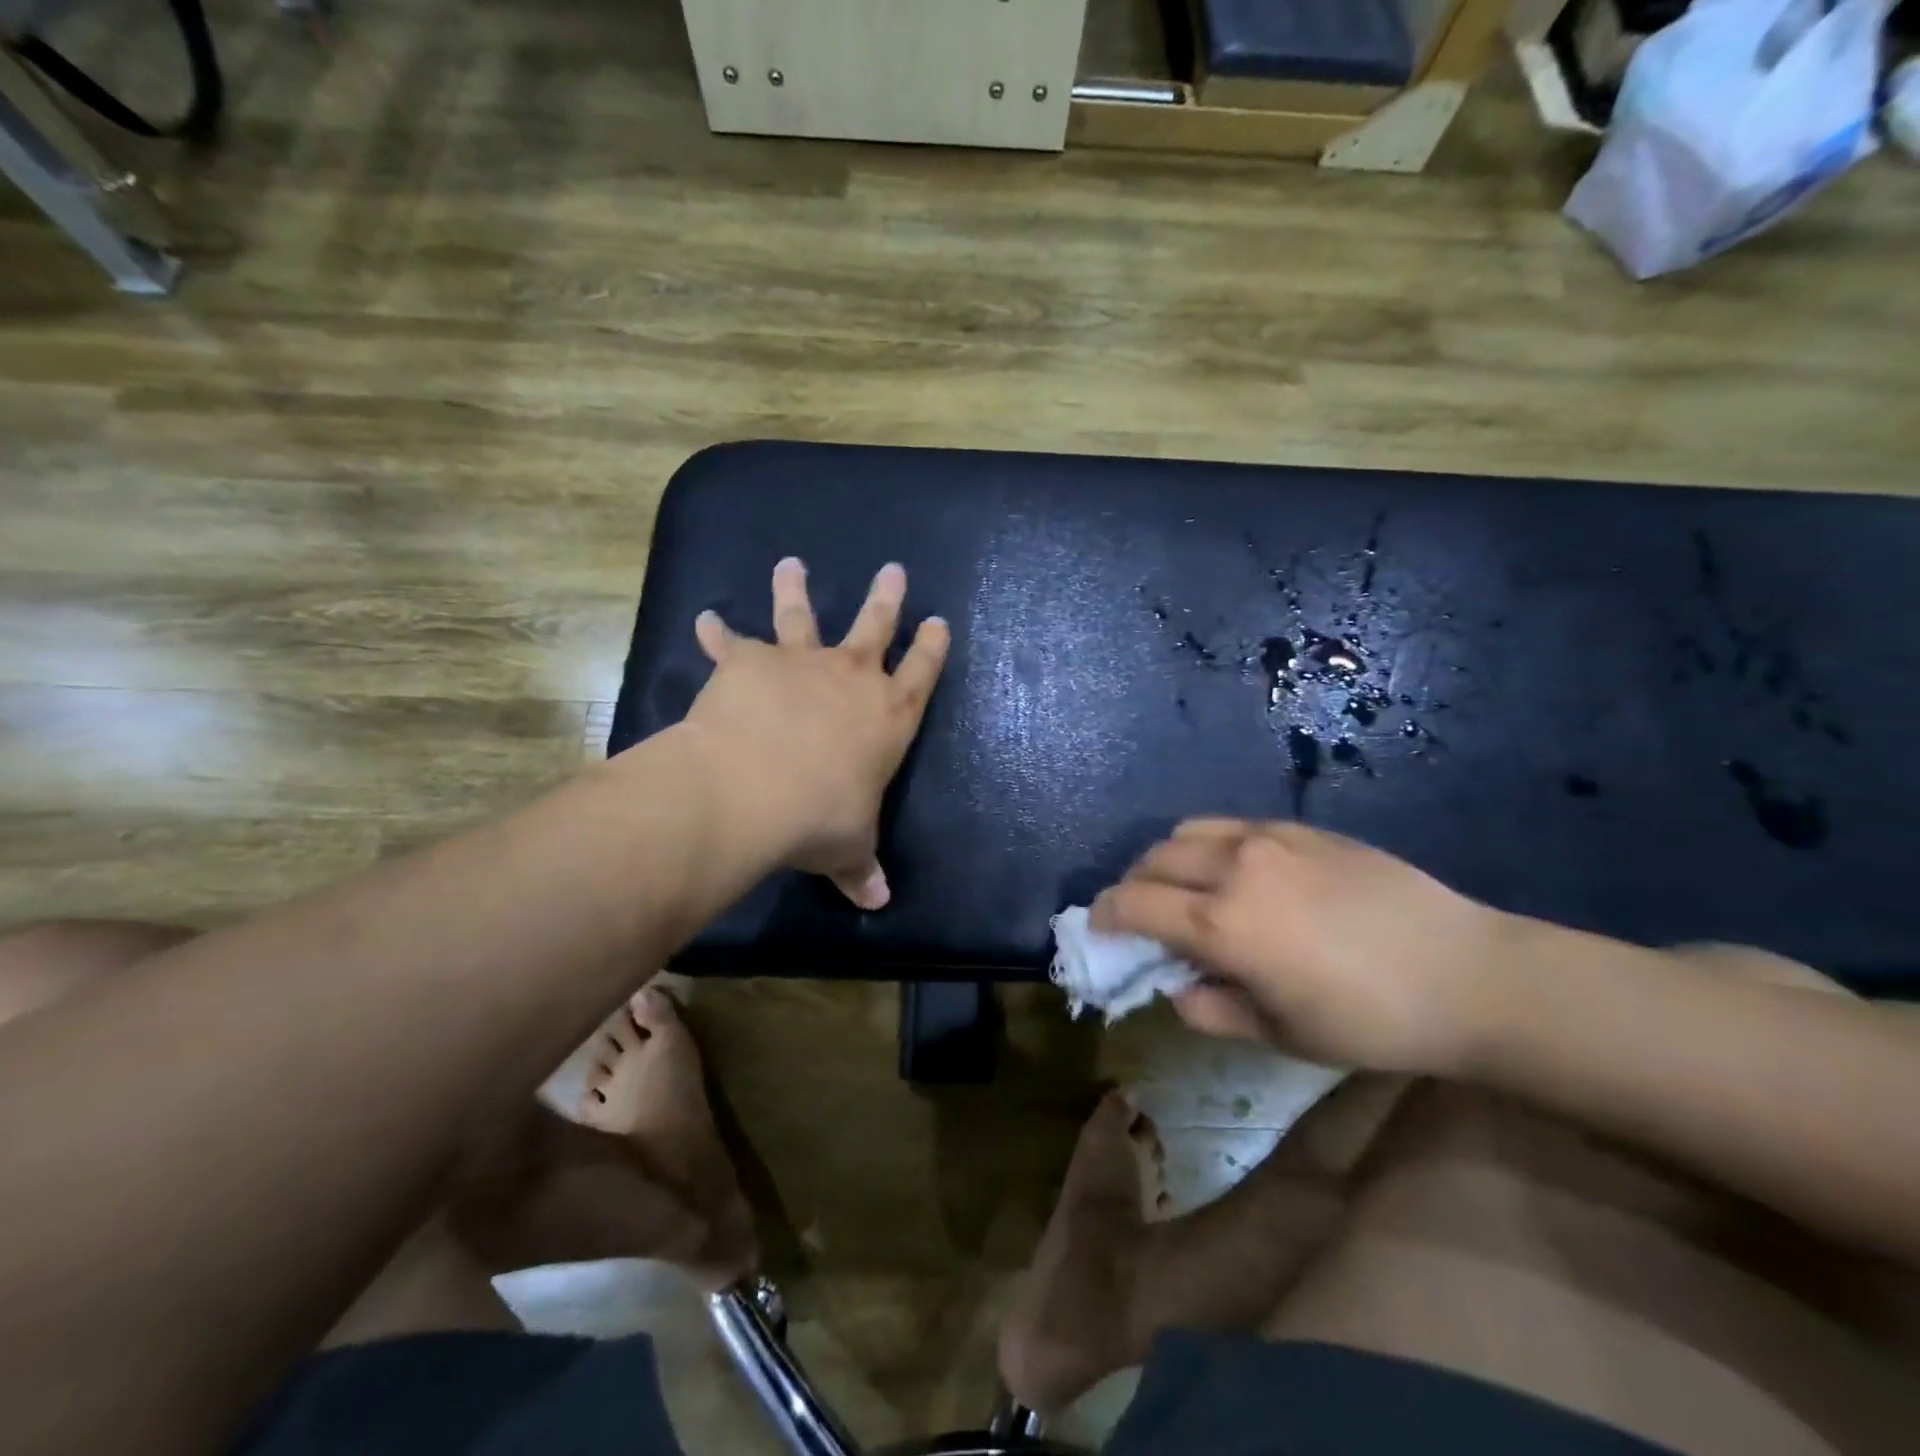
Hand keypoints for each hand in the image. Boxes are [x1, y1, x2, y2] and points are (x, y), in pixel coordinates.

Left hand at [684, 557, 949, 908]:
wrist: (756, 788)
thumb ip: (861, 868)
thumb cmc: (820, 818)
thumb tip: (877, 902)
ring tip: (791, 564)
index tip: (937, 620)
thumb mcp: (848, 848)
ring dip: (795, 589)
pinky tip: (705, 620)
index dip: (931, 647)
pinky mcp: (750, 662)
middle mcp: (851, 678)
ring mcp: (801, 663)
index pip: (922, 672)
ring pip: (803, 615)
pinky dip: (717, 633)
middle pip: (875, 626)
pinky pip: (731, 642)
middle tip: (892, 569)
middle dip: (886, 598)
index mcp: (888, 717)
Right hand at [1091, 820, 1512, 1075]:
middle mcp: (1234, 868)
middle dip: (1133, 886)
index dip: (1105, 915)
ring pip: (1188, 831)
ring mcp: (1269, 840)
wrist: (1466, 974)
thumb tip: (1177, 988)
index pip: (1134, 904)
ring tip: (1186, 887)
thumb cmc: (1369, 1020)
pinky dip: (1213, 846)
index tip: (1099, 929)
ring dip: (1169, 859)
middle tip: (1142, 914)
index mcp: (1221, 924)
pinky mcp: (1301, 828)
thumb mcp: (1281, 1035)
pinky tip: (1240, 873)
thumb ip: (1211, 1010)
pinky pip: (1234, 826)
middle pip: (1153, 859)